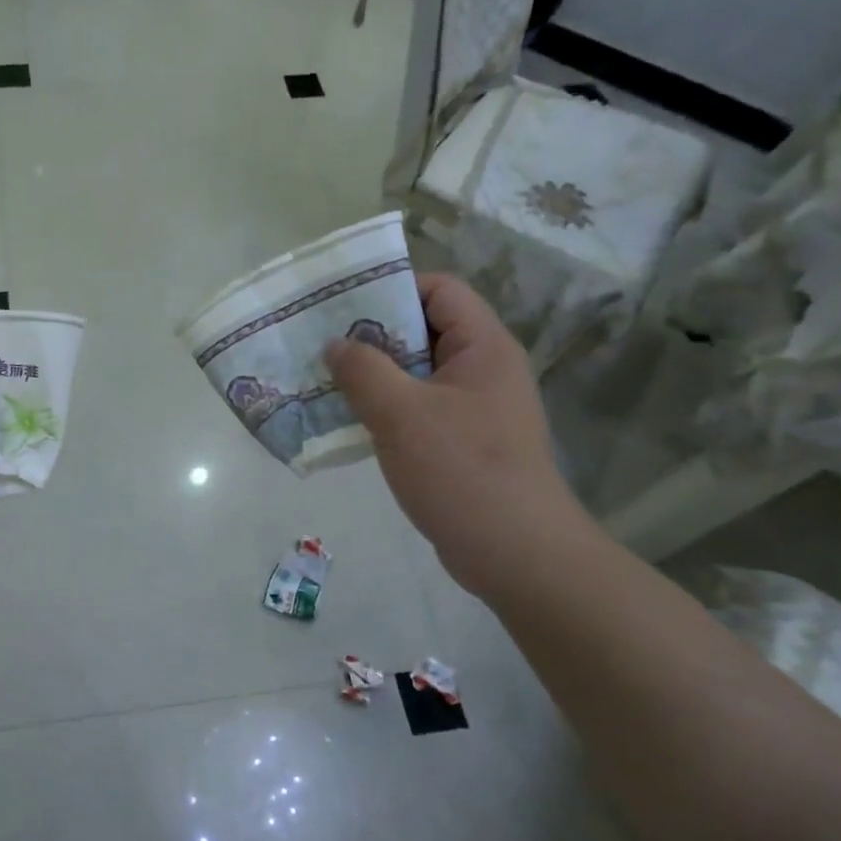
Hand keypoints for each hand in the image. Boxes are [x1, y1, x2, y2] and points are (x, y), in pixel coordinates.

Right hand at [324, 274, 588, 596]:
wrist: (516, 554)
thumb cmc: (462, 471)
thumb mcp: (401, 414)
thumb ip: (363, 370)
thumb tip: (336, 345)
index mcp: (482, 347)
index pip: (440, 290)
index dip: (393, 287)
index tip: (343, 305)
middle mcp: (484, 369)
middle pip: (425, 329)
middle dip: (373, 334)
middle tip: (323, 344)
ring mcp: (476, 407)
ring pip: (418, 373)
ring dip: (375, 375)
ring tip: (327, 381)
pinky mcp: (465, 442)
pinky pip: (420, 408)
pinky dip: (387, 408)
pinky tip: (351, 421)